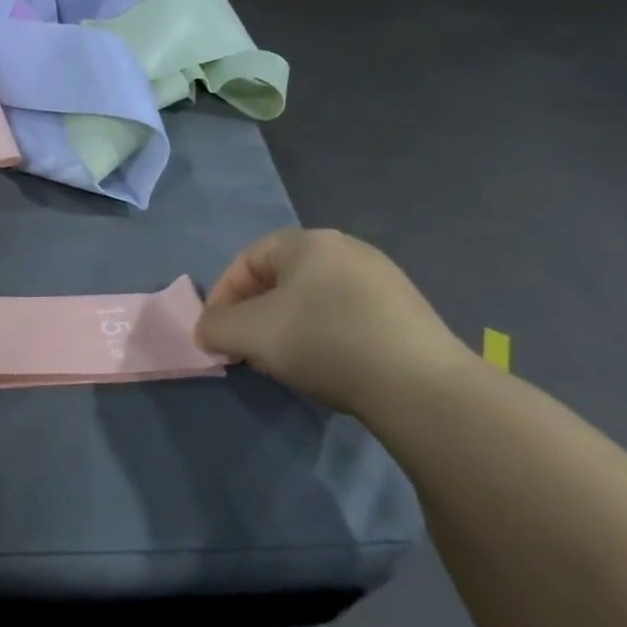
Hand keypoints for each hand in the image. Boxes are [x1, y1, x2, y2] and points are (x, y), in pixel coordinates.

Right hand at [195, 228, 473, 415]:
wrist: (419, 384)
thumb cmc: (323, 341)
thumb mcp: (249, 334)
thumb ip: (215, 327)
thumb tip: (207, 330)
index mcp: (309, 242)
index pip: (249, 258)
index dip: (223, 294)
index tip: (215, 331)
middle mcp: (347, 249)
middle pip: (282, 277)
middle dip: (254, 313)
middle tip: (245, 348)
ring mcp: (382, 279)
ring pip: (313, 298)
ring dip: (287, 326)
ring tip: (282, 361)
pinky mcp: (406, 312)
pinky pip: (346, 315)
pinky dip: (323, 335)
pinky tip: (325, 365)